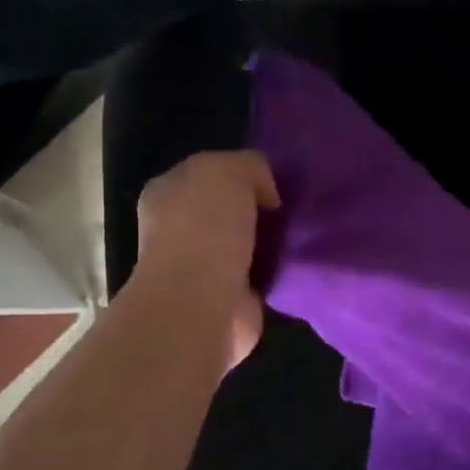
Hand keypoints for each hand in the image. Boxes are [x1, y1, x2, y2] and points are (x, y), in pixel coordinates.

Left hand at [133, 151, 279, 369]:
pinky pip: (260, 274)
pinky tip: (297, 261)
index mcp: (168, 192)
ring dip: (270, 241)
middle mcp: (179, 228)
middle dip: (260, 208)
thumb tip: (267, 194)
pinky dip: (277, 270)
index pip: (209, 171)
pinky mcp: (227, 297)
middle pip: (229, 208)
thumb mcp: (229, 170)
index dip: (242, 172)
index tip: (275, 182)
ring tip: (302, 233)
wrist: (200, 304)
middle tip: (293, 208)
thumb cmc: (205, 228)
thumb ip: (250, 166)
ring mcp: (201, 266)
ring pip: (246, 241)